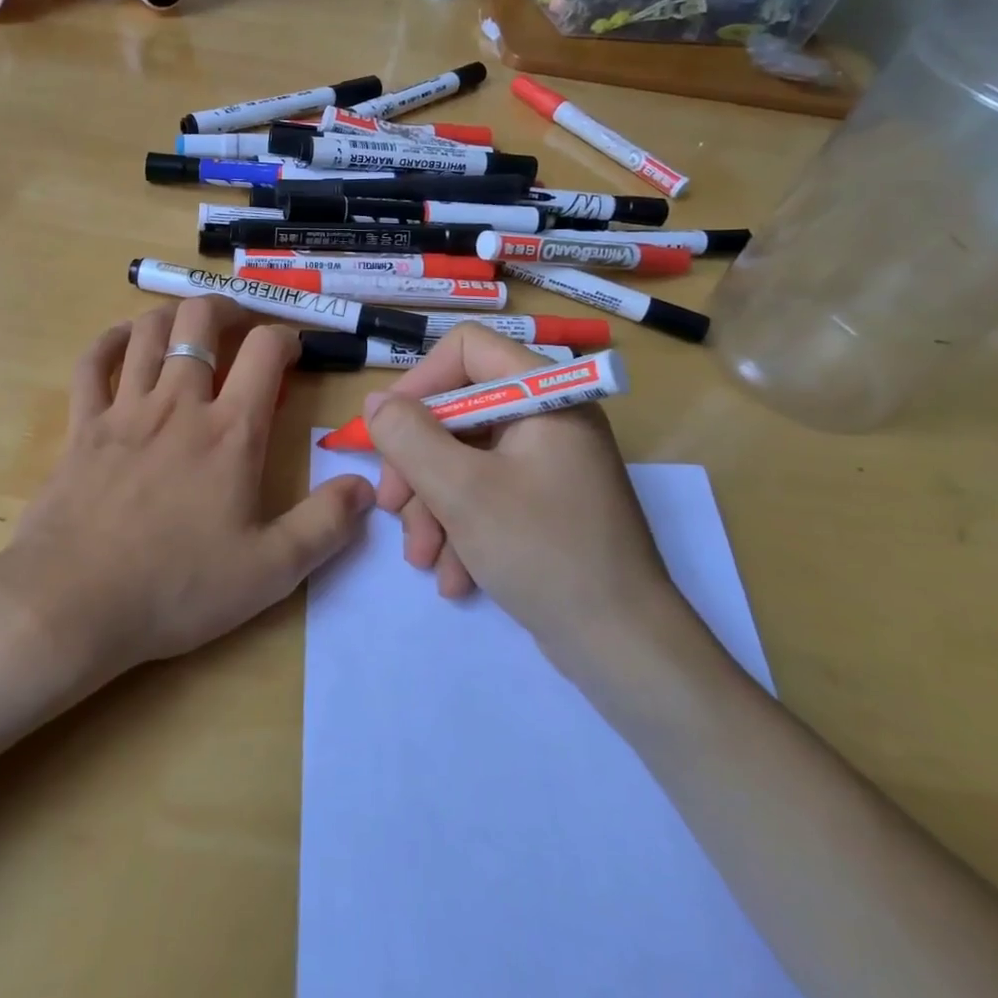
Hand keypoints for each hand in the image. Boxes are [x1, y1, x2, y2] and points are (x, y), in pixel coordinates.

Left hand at [0, 300, 375, 681]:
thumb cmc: (177, 587)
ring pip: (147, 331)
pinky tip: (123, 340)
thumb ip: (325, 525)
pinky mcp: (82, 425)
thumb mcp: (270, 571)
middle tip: (239, 325)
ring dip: (173, 315)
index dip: (286, 337)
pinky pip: (92, 363)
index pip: (265, 351)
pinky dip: (109, 341)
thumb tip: (367, 487)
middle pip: (200, 321)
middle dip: (226, 308)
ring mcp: (124, 409)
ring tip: (189, 326)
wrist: (73, 603)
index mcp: (230, 432)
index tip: (293, 350)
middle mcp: (178, 403)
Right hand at [366, 324, 684, 690]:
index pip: (467, 348)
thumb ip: (408, 436)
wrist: (622, 648)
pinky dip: (461, 527)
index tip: (390, 432)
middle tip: (392, 507)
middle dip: (418, 464)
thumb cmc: (543, 552)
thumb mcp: (461, 490)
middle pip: (458, 411)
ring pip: (464, 458)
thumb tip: (376, 401)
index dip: (420, 382)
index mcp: (544, 395)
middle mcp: (548, 418)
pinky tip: (454, 575)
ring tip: (423, 558)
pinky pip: (486, 493)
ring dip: (433, 506)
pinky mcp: (544, 503)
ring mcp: (547, 463)